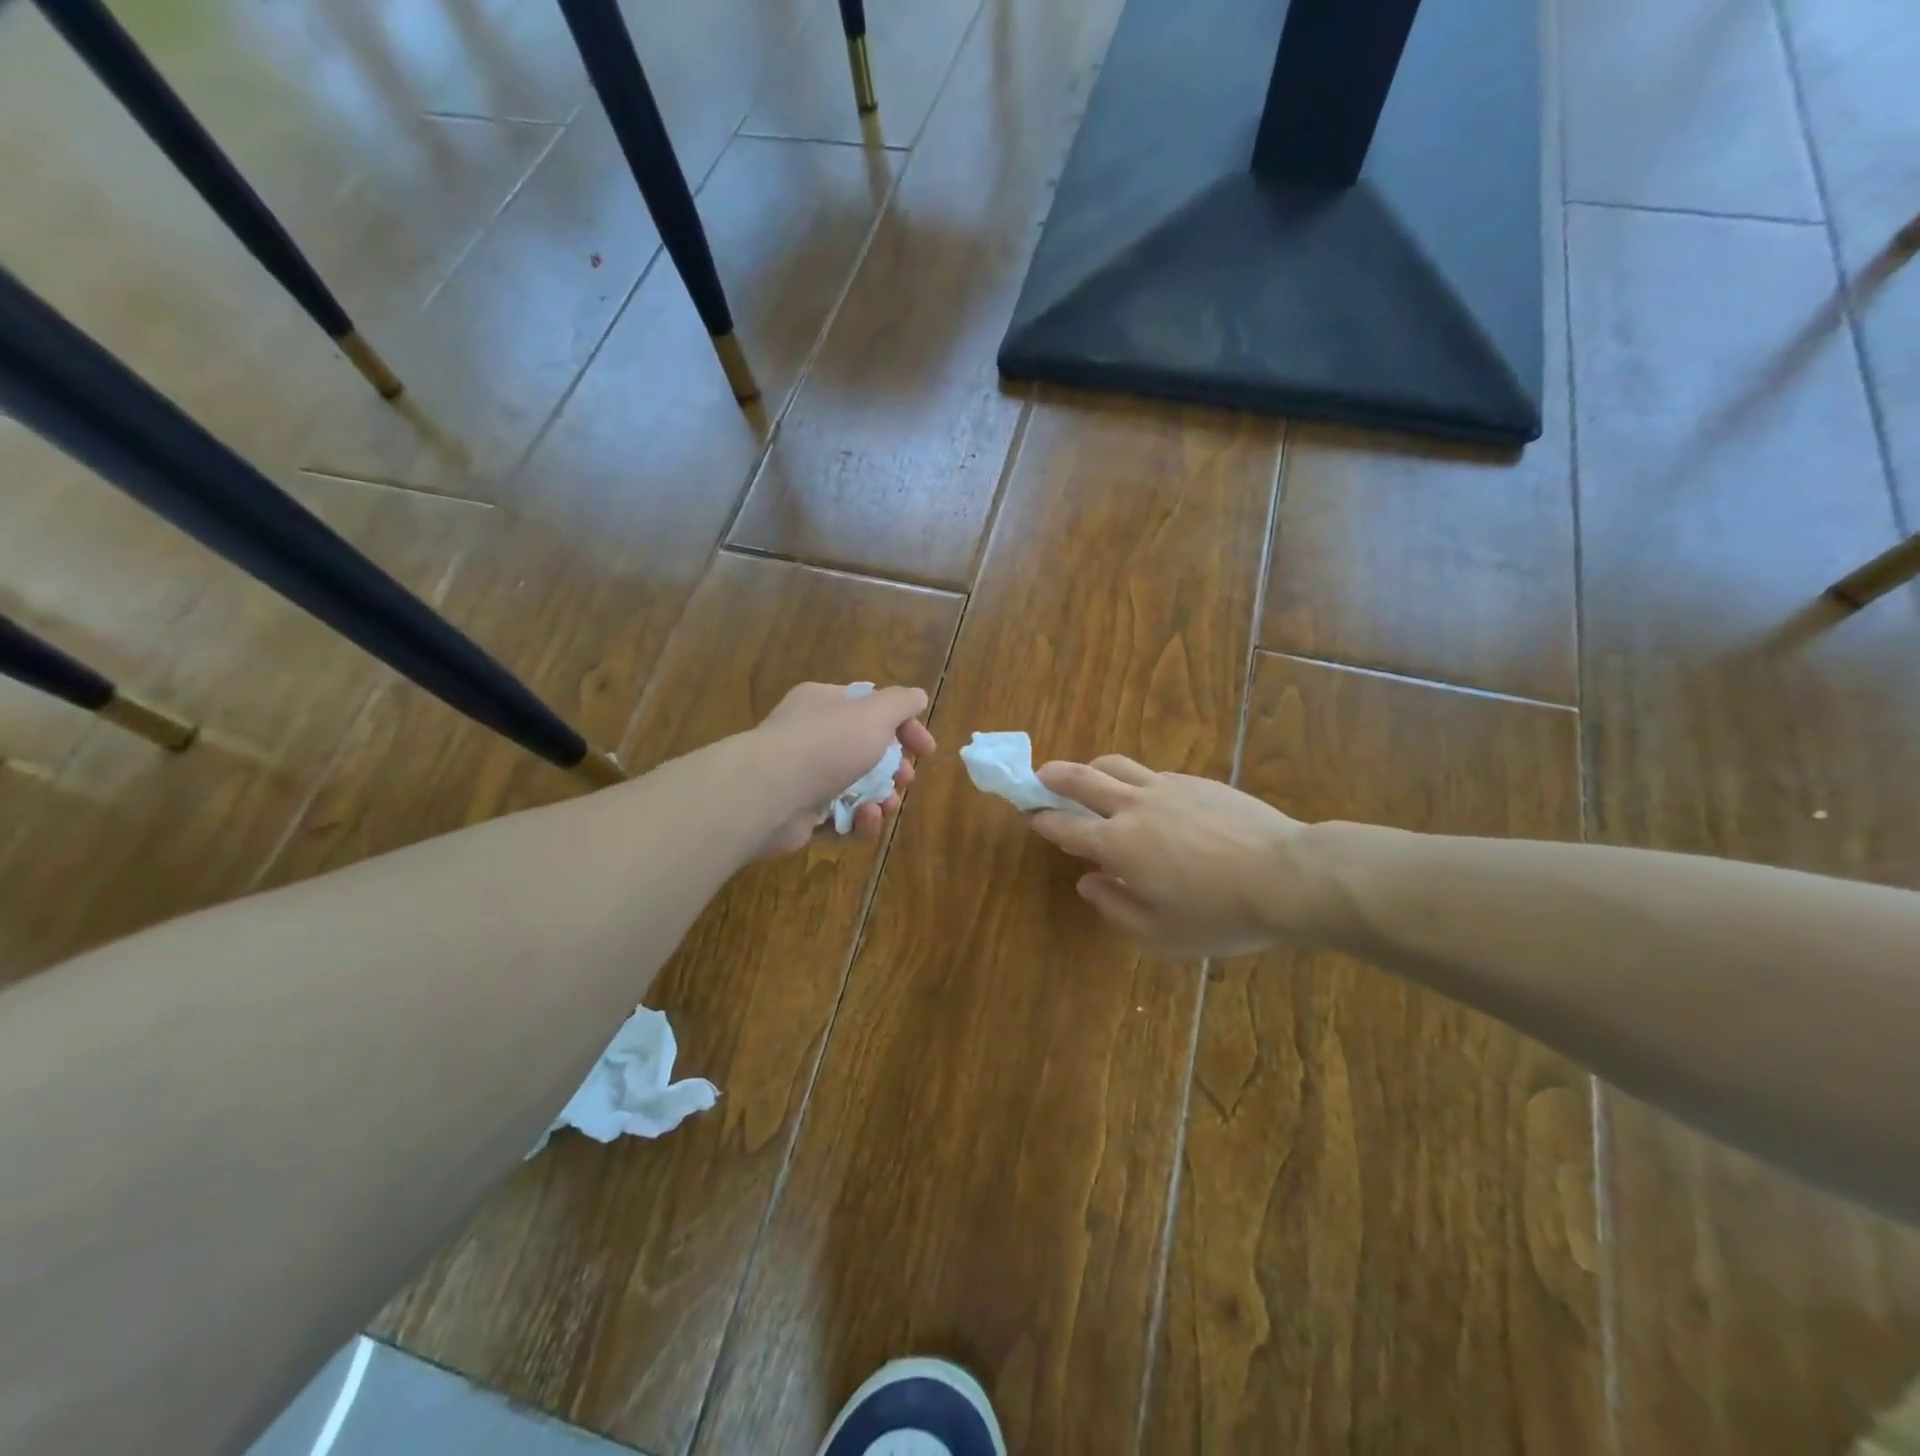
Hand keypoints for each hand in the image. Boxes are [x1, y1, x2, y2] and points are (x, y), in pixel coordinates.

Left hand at [748, 682, 935, 856]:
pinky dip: (857, 821)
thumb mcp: (874, 713)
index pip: (871, 709)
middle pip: (865, 752)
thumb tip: (918, 696)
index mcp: (824, 703)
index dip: (904, 726)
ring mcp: (803, 777)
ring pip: (855, 788)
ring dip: (880, 798)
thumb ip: (901, 703)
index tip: (927, 750)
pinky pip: (839, 818)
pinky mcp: (800, 815)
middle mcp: (810, 736)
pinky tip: (865, 818)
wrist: (769, 794)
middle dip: (893, 768)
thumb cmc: (826, 745)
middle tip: (905, 779)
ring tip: (887, 805)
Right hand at [1028, 756, 1313, 958]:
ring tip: (1088, 777)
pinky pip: (1152, 773)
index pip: (1065, 825)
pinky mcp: (1196, 781)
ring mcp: (1167, 787)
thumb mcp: (1160, 934)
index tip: (1030, 814)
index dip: (1042, 819)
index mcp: (1118, 844)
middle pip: (1082, 777)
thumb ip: (1114, 907)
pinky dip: (1135, 780)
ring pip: (1116, 764)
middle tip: (1039, 776)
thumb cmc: (1220, 914)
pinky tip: (1146, 797)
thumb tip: (1088, 880)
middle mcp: (1134, 806)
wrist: (1287, 876)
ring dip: (1092, 768)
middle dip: (1053, 776)